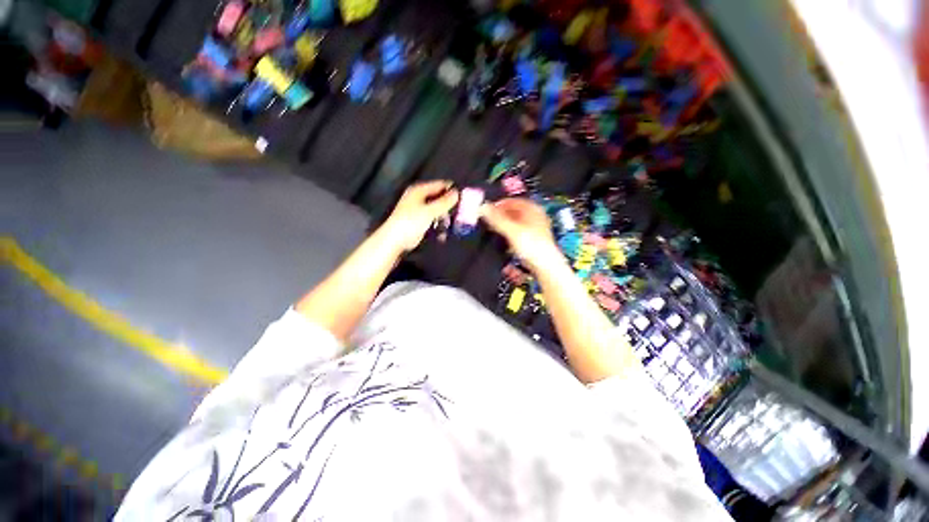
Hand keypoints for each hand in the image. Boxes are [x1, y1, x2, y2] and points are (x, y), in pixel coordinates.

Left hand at [382, 180, 458, 251]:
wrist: (395, 240)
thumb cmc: (410, 222)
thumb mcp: (430, 211)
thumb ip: (444, 202)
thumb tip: (456, 193)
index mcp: (419, 191)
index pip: (439, 185)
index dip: (451, 190)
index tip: (463, 197)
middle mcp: (418, 198)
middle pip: (438, 198)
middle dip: (448, 206)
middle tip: (458, 213)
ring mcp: (418, 210)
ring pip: (436, 210)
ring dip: (444, 218)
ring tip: (450, 225)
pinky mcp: (418, 222)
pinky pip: (432, 220)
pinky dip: (438, 225)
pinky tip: (442, 233)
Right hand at [480, 198, 563, 271]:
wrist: (545, 266)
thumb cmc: (535, 247)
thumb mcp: (511, 230)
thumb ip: (496, 219)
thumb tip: (483, 208)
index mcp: (533, 209)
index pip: (512, 201)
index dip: (499, 204)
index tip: (487, 210)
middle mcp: (535, 218)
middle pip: (513, 212)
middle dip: (500, 216)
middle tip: (488, 220)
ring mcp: (533, 230)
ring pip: (514, 224)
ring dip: (503, 226)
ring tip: (493, 230)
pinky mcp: (531, 242)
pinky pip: (516, 234)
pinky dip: (508, 235)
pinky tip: (502, 241)